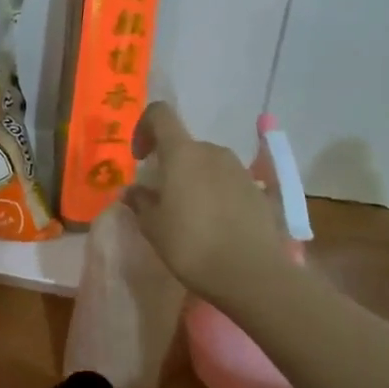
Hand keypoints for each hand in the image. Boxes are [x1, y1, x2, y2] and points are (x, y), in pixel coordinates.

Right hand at [127, 102, 287, 303]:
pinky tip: (213, 224)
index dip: (144, 128)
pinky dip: (215, 193)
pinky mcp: (258, 190)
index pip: (160, 114)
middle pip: (185, 144)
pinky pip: (227, 182)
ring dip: (193, 179)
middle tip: (160, 197)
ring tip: (187, 213)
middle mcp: (212, 152)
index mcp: (182, 153)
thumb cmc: (191, 245)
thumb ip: (139, 201)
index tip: (139, 158)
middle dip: (170, 164)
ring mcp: (239, 170)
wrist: (251, 273)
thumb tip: (130, 190)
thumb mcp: (153, 226)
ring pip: (207, 163)